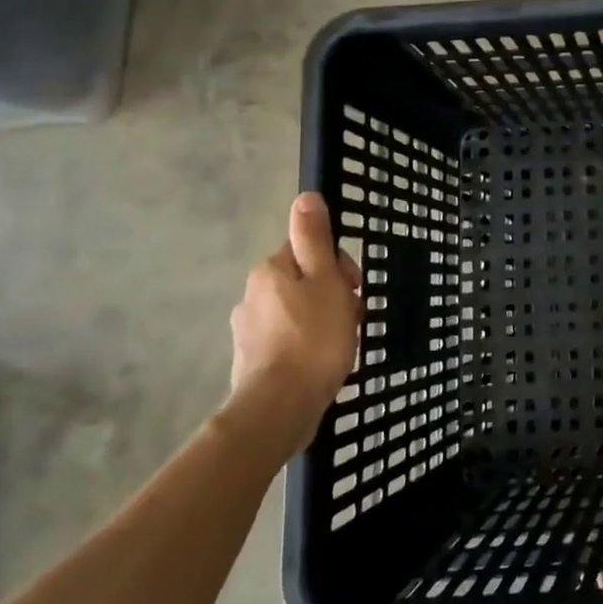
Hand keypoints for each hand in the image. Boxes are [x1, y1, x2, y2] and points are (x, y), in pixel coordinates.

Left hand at [228, 192, 362, 452]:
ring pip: (297, 310)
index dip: (337, 264)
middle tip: (351, 317)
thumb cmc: (313, 337)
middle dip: (332, 293)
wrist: (281, 406)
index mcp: (271, 270)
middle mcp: (252, 294)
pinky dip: (307, 343)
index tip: (354, 286)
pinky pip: (288, 338)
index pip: (308, 249)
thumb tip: (305, 196)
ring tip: (341, 344)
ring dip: (322, 319)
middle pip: (303, 279)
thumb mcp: (325, 280)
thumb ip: (315, 239)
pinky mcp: (253, 359)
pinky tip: (322, 361)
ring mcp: (249, 329)